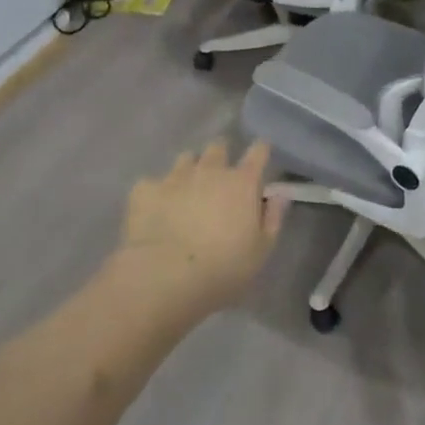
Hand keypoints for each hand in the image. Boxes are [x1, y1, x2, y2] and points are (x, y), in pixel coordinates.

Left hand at [115, 140, 285, 318]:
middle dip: (221, 155)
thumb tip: (279, 195)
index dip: (260, 150)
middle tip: (220, 174)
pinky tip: (154, 209)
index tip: (260, 153)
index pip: (258, 152)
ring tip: (187, 189)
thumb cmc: (222, 269)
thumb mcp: (260, 252)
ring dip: (190, 169)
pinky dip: (156, 192)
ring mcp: (175, 177)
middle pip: (218, 147)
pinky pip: (152, 182)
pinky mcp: (145, 190)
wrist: (163, 278)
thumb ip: (272, 219)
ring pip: (186, 158)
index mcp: (242, 183)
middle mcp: (209, 170)